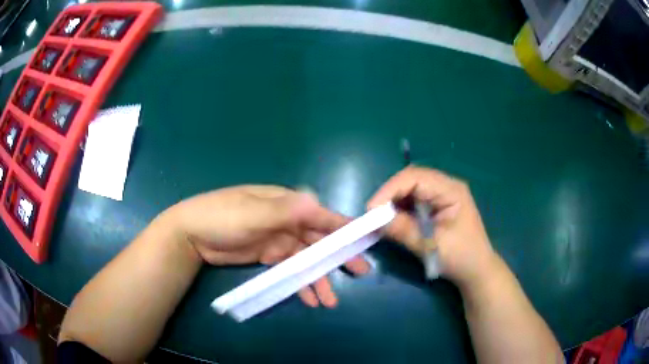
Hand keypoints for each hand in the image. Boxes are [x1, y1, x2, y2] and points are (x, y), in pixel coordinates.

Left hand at [165, 185, 370, 307]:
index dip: (342, 227)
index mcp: (285, 203)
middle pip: (318, 239)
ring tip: (330, 300)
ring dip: (318, 277)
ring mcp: (277, 240)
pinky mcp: (268, 256)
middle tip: (360, 272)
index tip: (363, 241)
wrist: (191, 235)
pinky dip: (300, 282)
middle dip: (338, 256)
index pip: (320, 214)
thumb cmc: (221, 217)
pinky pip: (290, 269)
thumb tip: (317, 201)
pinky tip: (309, 298)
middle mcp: (286, 220)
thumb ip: (285, 210)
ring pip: (306, 259)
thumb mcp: (252, 212)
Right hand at [368, 167, 497, 287]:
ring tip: (381, 218)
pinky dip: (401, 208)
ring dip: (394, 201)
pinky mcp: (436, 205)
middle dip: (390, 194)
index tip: (371, 209)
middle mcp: (446, 186)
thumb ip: (404, 231)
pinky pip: (414, 199)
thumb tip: (375, 221)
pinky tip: (394, 220)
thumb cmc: (461, 258)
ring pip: (410, 188)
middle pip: (411, 179)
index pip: (415, 177)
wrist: (477, 270)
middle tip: (373, 214)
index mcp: (451, 190)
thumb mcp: (431, 246)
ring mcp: (442, 194)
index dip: (390, 189)